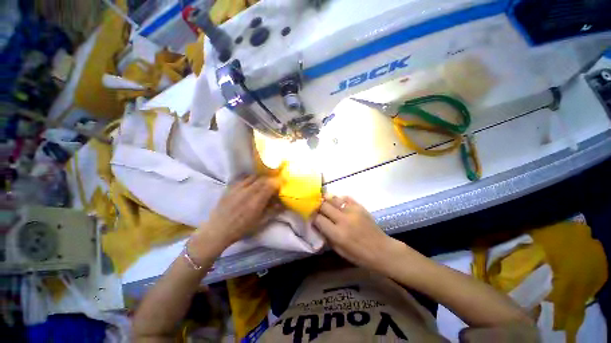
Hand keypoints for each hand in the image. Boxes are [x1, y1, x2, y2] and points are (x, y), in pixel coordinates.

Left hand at [190, 176, 280, 258]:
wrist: (218, 230)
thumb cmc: (241, 229)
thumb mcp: (260, 222)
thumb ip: (272, 211)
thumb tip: (281, 204)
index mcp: (257, 201)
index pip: (270, 185)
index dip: (278, 183)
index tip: (281, 185)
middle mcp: (248, 191)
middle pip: (263, 179)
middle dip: (270, 180)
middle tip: (273, 184)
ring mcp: (238, 188)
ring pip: (253, 177)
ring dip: (261, 178)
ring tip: (262, 183)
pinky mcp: (230, 187)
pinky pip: (242, 178)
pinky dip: (250, 178)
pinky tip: (250, 183)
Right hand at [313, 196, 404, 272]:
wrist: (381, 250)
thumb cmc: (359, 255)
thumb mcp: (339, 250)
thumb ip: (327, 236)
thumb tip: (317, 224)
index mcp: (337, 234)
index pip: (318, 219)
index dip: (313, 217)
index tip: (313, 217)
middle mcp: (343, 219)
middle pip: (324, 205)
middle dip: (318, 207)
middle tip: (317, 208)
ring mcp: (352, 211)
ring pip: (334, 199)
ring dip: (327, 200)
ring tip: (325, 203)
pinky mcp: (360, 207)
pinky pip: (345, 198)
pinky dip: (339, 199)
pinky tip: (339, 203)